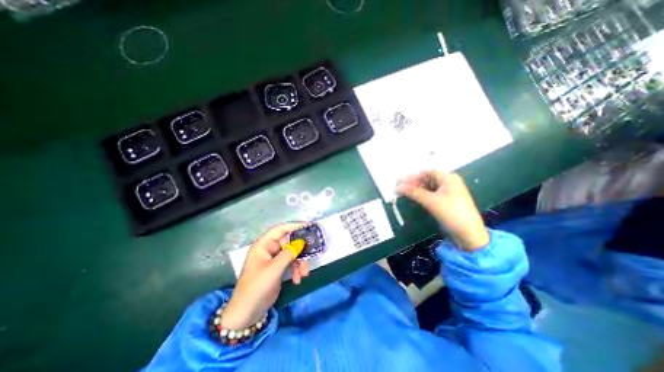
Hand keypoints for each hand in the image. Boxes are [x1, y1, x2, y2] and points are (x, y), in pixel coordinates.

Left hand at [219, 223, 308, 329]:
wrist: (247, 313)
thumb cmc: (257, 287)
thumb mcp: (274, 269)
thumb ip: (289, 254)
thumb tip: (301, 242)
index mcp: (263, 245)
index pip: (280, 229)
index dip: (294, 225)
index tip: (309, 226)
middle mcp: (269, 249)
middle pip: (289, 242)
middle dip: (300, 250)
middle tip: (311, 252)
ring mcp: (274, 259)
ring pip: (292, 254)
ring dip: (300, 262)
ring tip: (304, 273)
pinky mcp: (278, 269)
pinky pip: (291, 264)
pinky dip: (296, 270)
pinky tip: (298, 279)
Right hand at [396, 170, 489, 251]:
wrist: (469, 234)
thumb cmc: (451, 213)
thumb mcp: (431, 201)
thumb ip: (413, 192)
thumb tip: (397, 187)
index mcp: (449, 178)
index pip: (426, 173)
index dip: (412, 176)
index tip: (400, 181)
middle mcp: (449, 183)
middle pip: (427, 179)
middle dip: (413, 183)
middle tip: (399, 187)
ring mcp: (448, 192)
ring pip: (428, 187)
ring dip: (416, 189)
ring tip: (403, 192)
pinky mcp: (446, 202)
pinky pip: (431, 194)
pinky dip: (421, 195)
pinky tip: (413, 197)